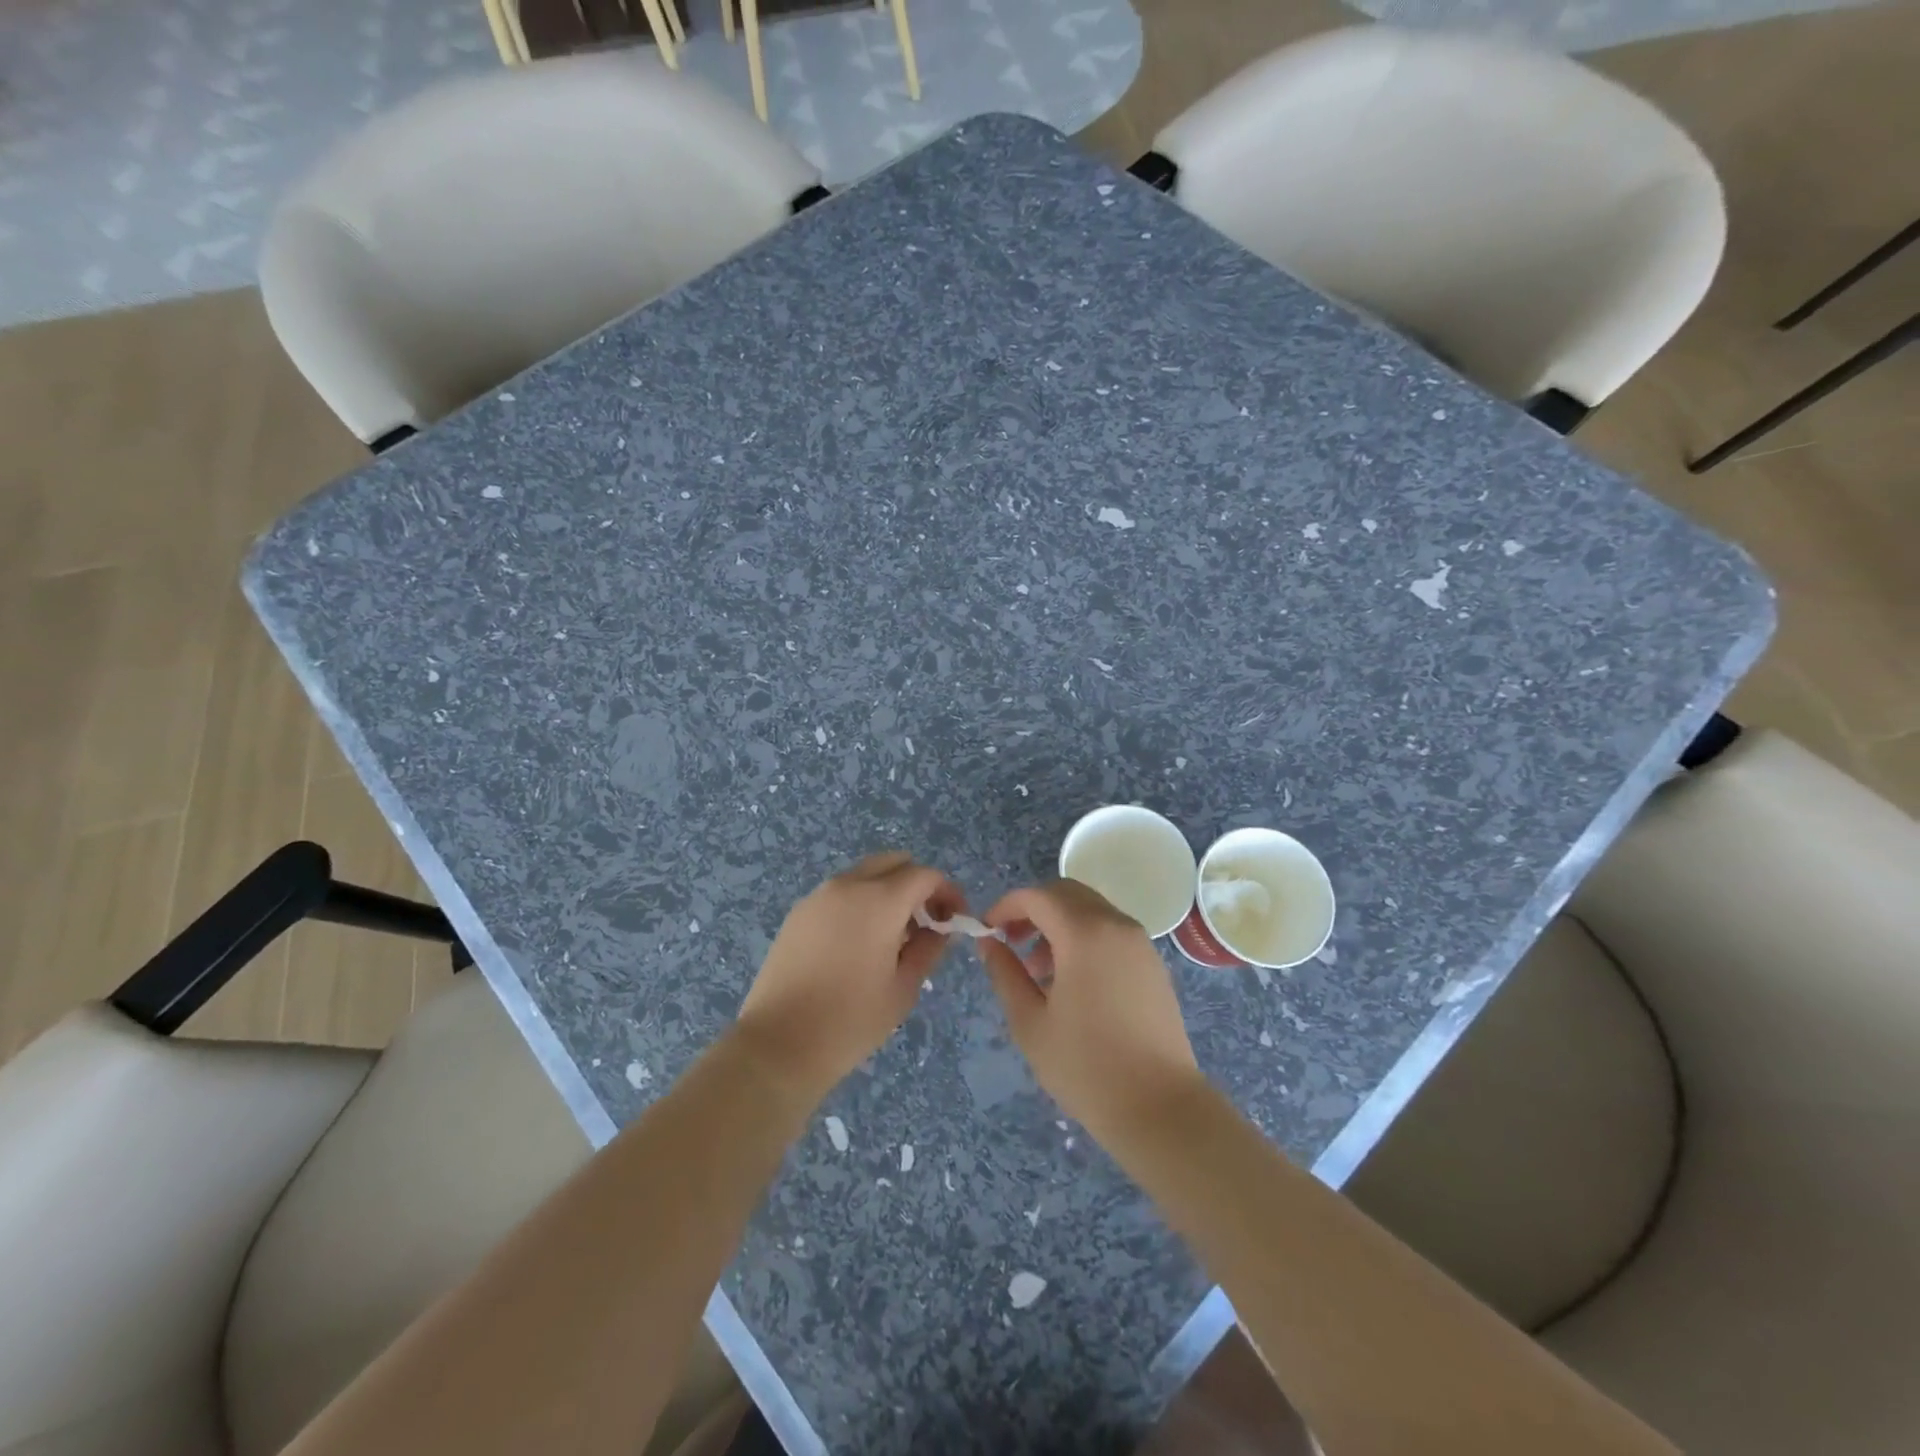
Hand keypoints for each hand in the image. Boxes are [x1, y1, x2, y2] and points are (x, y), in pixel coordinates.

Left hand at [734, 852, 963, 1104]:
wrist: (779, 1044)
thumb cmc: (851, 1020)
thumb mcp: (904, 987)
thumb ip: (929, 948)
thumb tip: (939, 927)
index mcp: (880, 900)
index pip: (926, 875)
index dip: (947, 892)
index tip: (954, 920)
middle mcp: (848, 885)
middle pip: (894, 863)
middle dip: (917, 884)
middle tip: (925, 922)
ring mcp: (818, 896)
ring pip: (865, 875)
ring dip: (887, 891)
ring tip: (893, 936)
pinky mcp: (798, 913)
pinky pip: (840, 893)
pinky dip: (860, 902)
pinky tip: (858, 943)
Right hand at [980, 880, 1203, 1137]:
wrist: (1159, 1106)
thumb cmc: (1085, 1066)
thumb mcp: (1030, 1022)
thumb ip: (1005, 973)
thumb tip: (989, 942)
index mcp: (1084, 933)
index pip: (1037, 896)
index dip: (1006, 906)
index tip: (987, 931)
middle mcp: (1116, 925)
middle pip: (1066, 894)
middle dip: (1033, 910)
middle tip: (1010, 942)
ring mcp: (1140, 942)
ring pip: (1090, 910)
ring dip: (1058, 924)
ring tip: (1038, 970)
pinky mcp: (1152, 963)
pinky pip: (1110, 931)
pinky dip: (1083, 937)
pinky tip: (1071, 981)